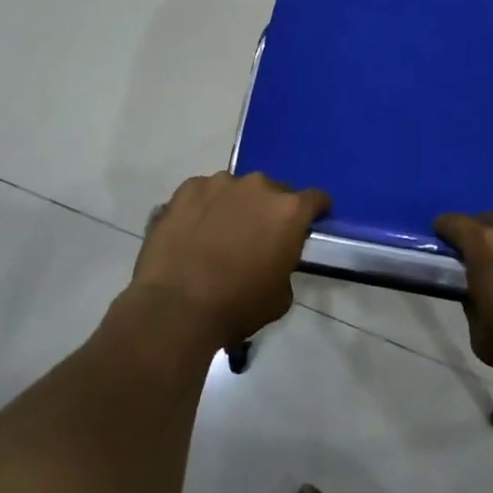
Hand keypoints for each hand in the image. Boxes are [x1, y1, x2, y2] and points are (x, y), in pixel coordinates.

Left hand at [130, 172, 329, 349]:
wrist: (176, 308)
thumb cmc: (237, 306)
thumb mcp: (281, 295)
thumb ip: (286, 263)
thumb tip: (275, 256)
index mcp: (289, 211)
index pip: (316, 199)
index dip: (315, 211)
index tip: (308, 224)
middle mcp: (258, 186)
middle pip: (274, 191)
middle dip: (270, 210)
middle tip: (257, 236)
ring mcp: (220, 183)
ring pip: (237, 189)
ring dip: (235, 205)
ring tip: (219, 233)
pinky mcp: (187, 188)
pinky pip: (203, 192)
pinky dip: (204, 206)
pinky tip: (193, 231)